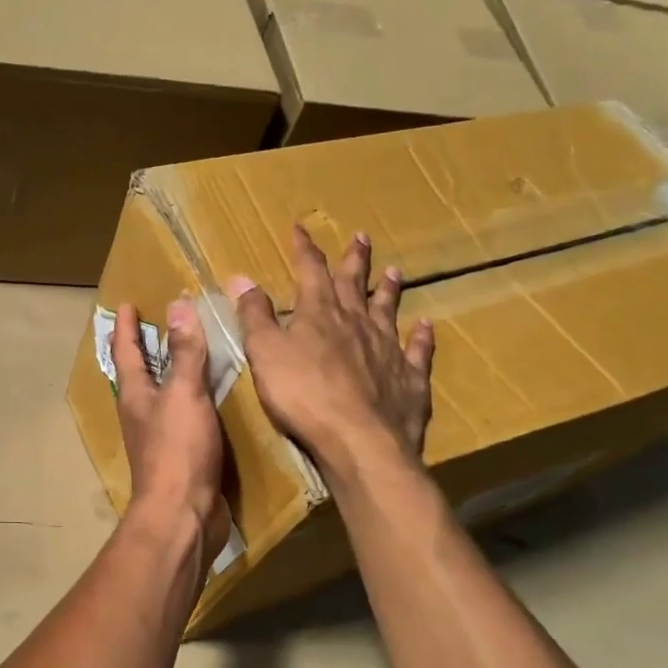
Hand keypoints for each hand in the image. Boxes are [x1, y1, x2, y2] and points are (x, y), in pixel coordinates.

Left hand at [112, 300, 228, 558]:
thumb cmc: (178, 451)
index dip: (126, 326)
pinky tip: (215, 397)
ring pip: (163, 394)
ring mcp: (160, 436)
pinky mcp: (182, 456)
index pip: (126, 351)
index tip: (126, 304)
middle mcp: (142, 413)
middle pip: (140, 372)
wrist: (183, 516)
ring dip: (171, 372)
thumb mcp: (183, 394)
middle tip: (159, 322)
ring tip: (190, 353)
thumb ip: (184, 352)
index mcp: (135, 394)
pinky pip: (186, 416)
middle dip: (146, 347)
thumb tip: (177, 305)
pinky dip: (195, 399)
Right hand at [228, 226, 435, 475]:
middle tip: (361, 236)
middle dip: (354, 259)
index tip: (300, 228)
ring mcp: (387, 348)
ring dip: (388, 290)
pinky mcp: (409, 378)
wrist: (359, 439)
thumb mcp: (265, 352)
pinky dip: (422, 337)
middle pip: (354, 283)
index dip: (304, 248)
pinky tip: (426, 326)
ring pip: (388, 310)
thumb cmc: (302, 394)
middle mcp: (357, 322)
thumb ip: (254, 315)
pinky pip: (417, 351)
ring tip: (394, 271)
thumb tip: (241, 277)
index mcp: (320, 313)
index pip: (311, 270)